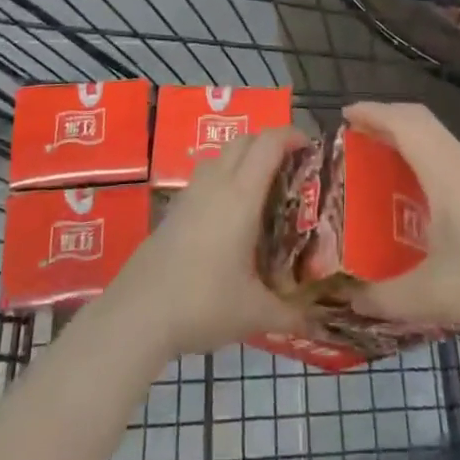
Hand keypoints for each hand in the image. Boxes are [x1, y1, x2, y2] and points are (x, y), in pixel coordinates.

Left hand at [103, 127, 309, 358]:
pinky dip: (225, 177)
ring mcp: (191, 193)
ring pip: (222, 155)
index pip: (268, 144)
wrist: (139, 311)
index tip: (310, 147)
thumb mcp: (254, 312)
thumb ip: (291, 314)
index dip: (291, 136)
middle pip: (245, 140)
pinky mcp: (175, 208)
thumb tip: (320, 324)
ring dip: (245, 158)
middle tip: (291, 169)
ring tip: (263, 190)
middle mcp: (216, 183)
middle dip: (270, 143)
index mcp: (241, 195)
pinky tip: (231, 216)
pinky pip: (207, 176)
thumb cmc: (203, 302)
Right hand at [344, 102, 459, 345]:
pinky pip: (447, 157)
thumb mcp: (435, 297)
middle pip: (420, 121)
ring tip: (376, 162)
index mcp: (446, 172)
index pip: (405, 122)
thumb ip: (386, 298)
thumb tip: (349, 300)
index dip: (373, 112)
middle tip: (354, 138)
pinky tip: (414, 194)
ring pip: (437, 138)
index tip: (343, 116)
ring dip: (405, 138)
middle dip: (384, 120)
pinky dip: (422, 158)